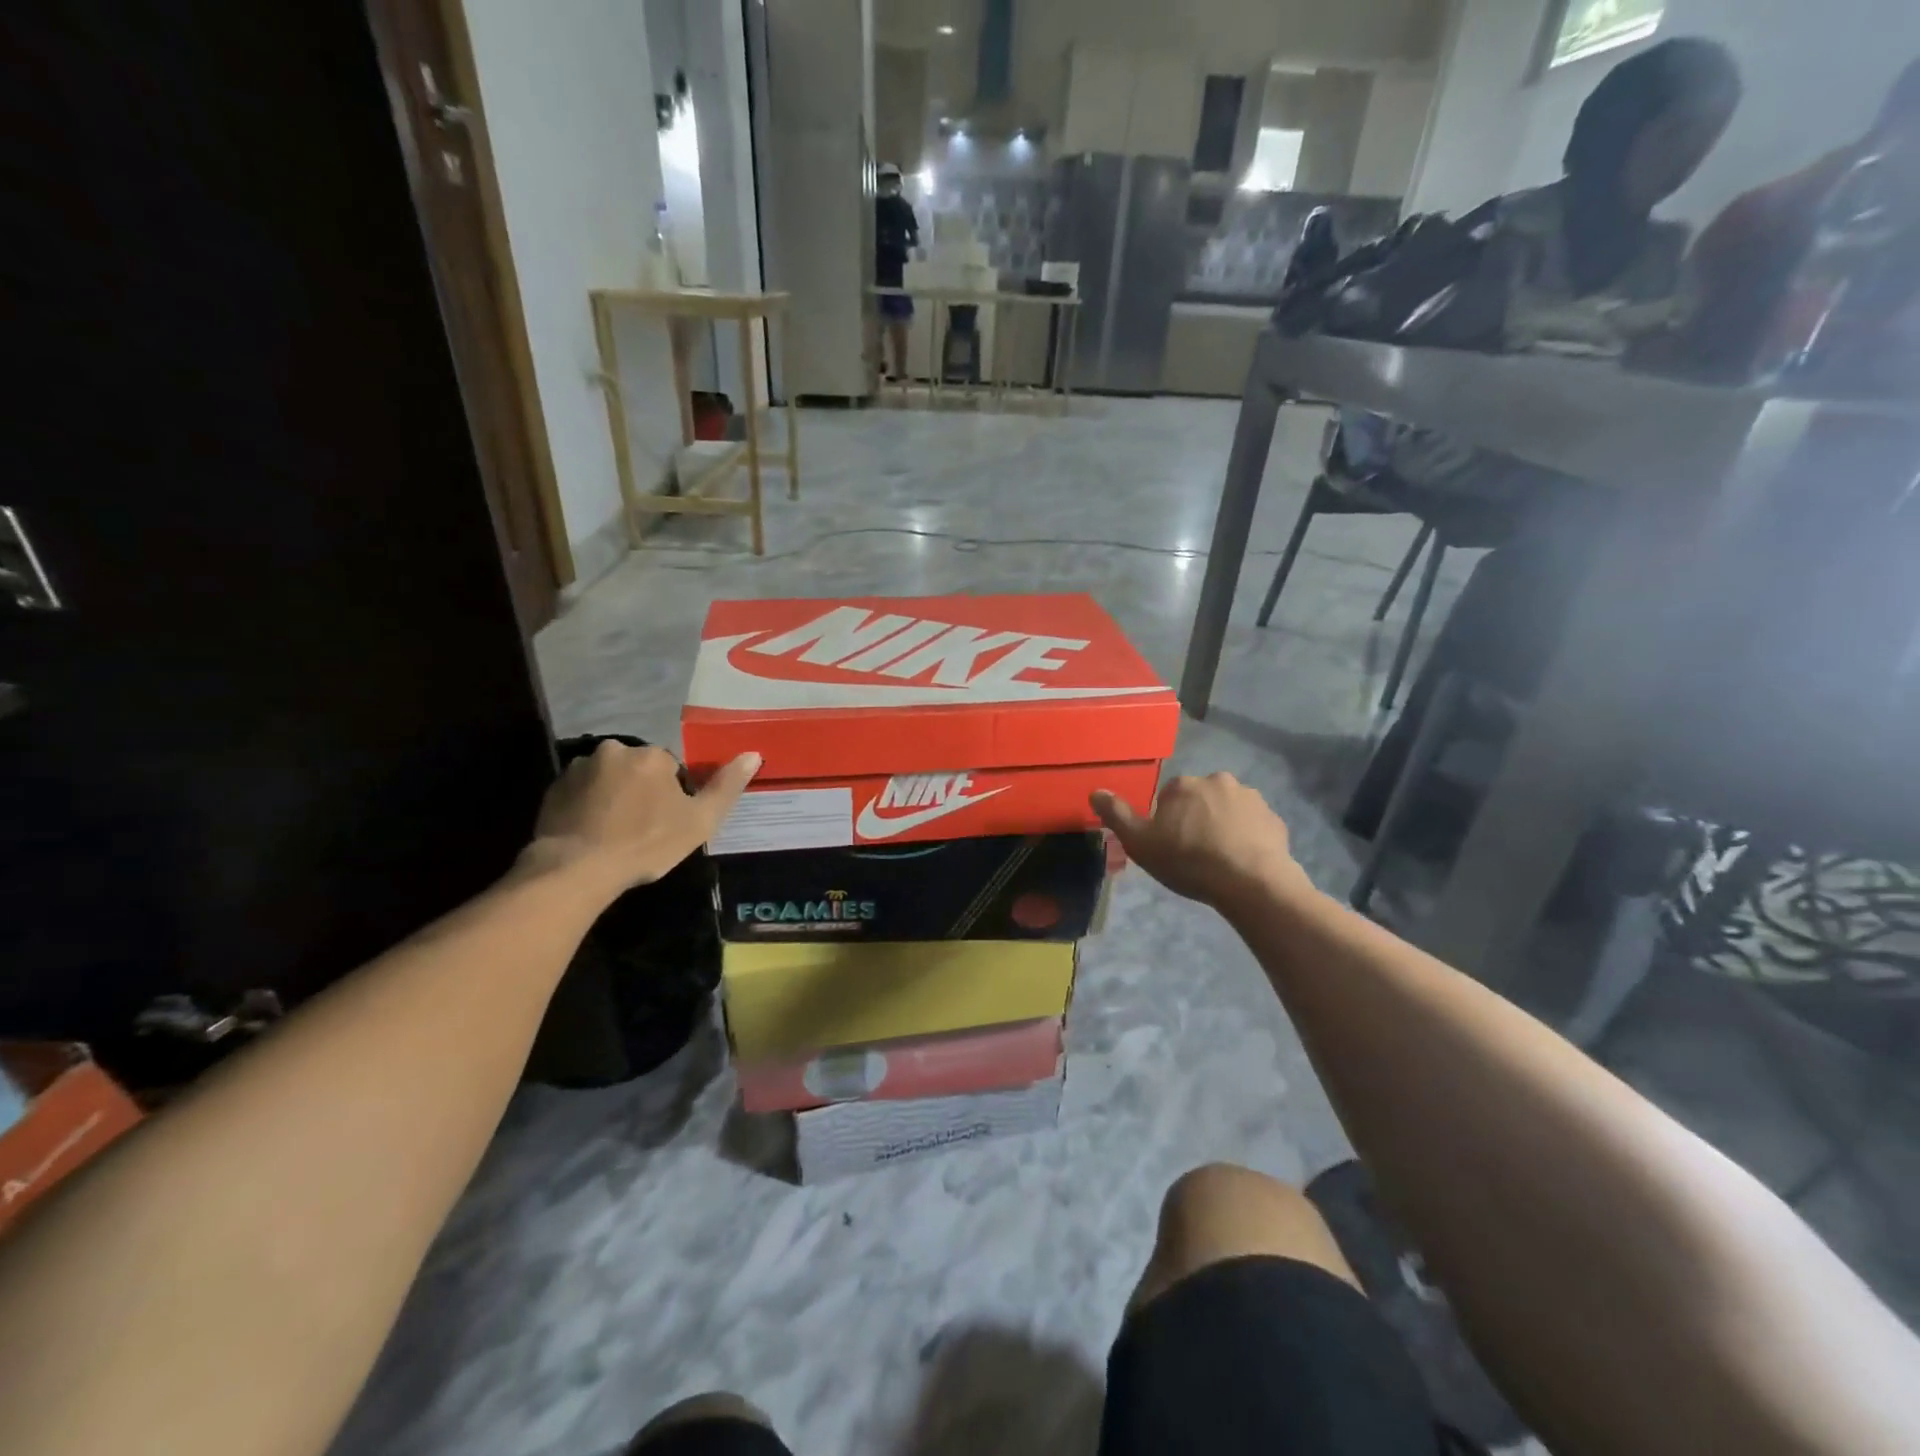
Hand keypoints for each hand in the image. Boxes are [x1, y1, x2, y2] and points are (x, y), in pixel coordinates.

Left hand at [525, 742, 758, 892]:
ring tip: (613, 834)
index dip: (673, 796)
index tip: (667, 823)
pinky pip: (581, 792)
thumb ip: (726, 786)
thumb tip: (753, 754)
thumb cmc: (645, 844)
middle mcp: (614, 749)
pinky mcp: (553, 788)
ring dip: (613, 797)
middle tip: (641, 829)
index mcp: (651, 755)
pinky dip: (588, 806)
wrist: (576, 869)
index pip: (672, 769)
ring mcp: (579, 767)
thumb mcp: (699, 821)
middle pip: (638, 769)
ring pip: (608, 778)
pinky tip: (591, 834)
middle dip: (641, 791)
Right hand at [1091, 774, 1309, 913]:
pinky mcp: (1275, 820)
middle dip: (1195, 818)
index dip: (1166, 821)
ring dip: (1222, 825)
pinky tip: (1241, 862)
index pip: (1168, 796)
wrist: (1251, 883)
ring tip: (1218, 859)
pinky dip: (1246, 838)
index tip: (1169, 845)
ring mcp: (1251, 798)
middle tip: (1193, 852)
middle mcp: (1218, 781)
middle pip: (1199, 799)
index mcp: (1184, 785)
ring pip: (1227, 810)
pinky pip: (1253, 826)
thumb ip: (1117, 815)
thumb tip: (1095, 791)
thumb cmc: (1189, 861)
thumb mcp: (1140, 843)